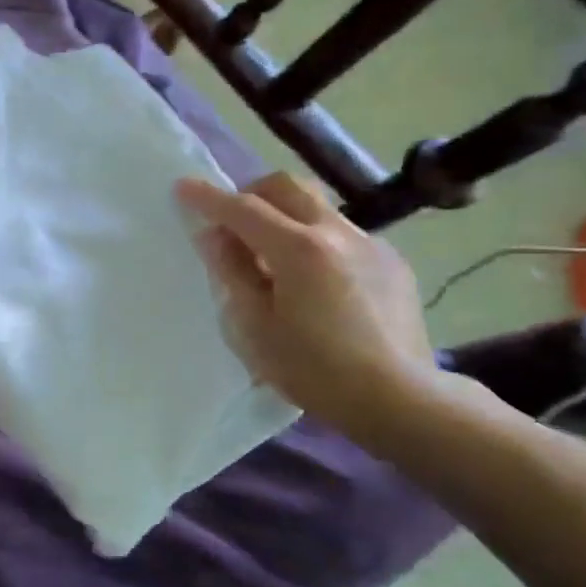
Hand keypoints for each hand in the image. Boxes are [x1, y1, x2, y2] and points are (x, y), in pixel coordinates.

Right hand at [175, 172, 440, 435]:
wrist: (403, 399)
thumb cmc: (315, 370)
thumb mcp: (255, 327)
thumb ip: (232, 273)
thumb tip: (215, 237)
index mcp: (298, 249)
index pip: (243, 209)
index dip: (208, 197)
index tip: (182, 186)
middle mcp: (337, 233)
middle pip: (287, 187)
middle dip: (251, 193)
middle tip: (232, 221)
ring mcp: (371, 244)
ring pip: (317, 207)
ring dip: (285, 216)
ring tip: (273, 256)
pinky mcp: (392, 263)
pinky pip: (342, 234)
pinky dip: (315, 241)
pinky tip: (315, 282)